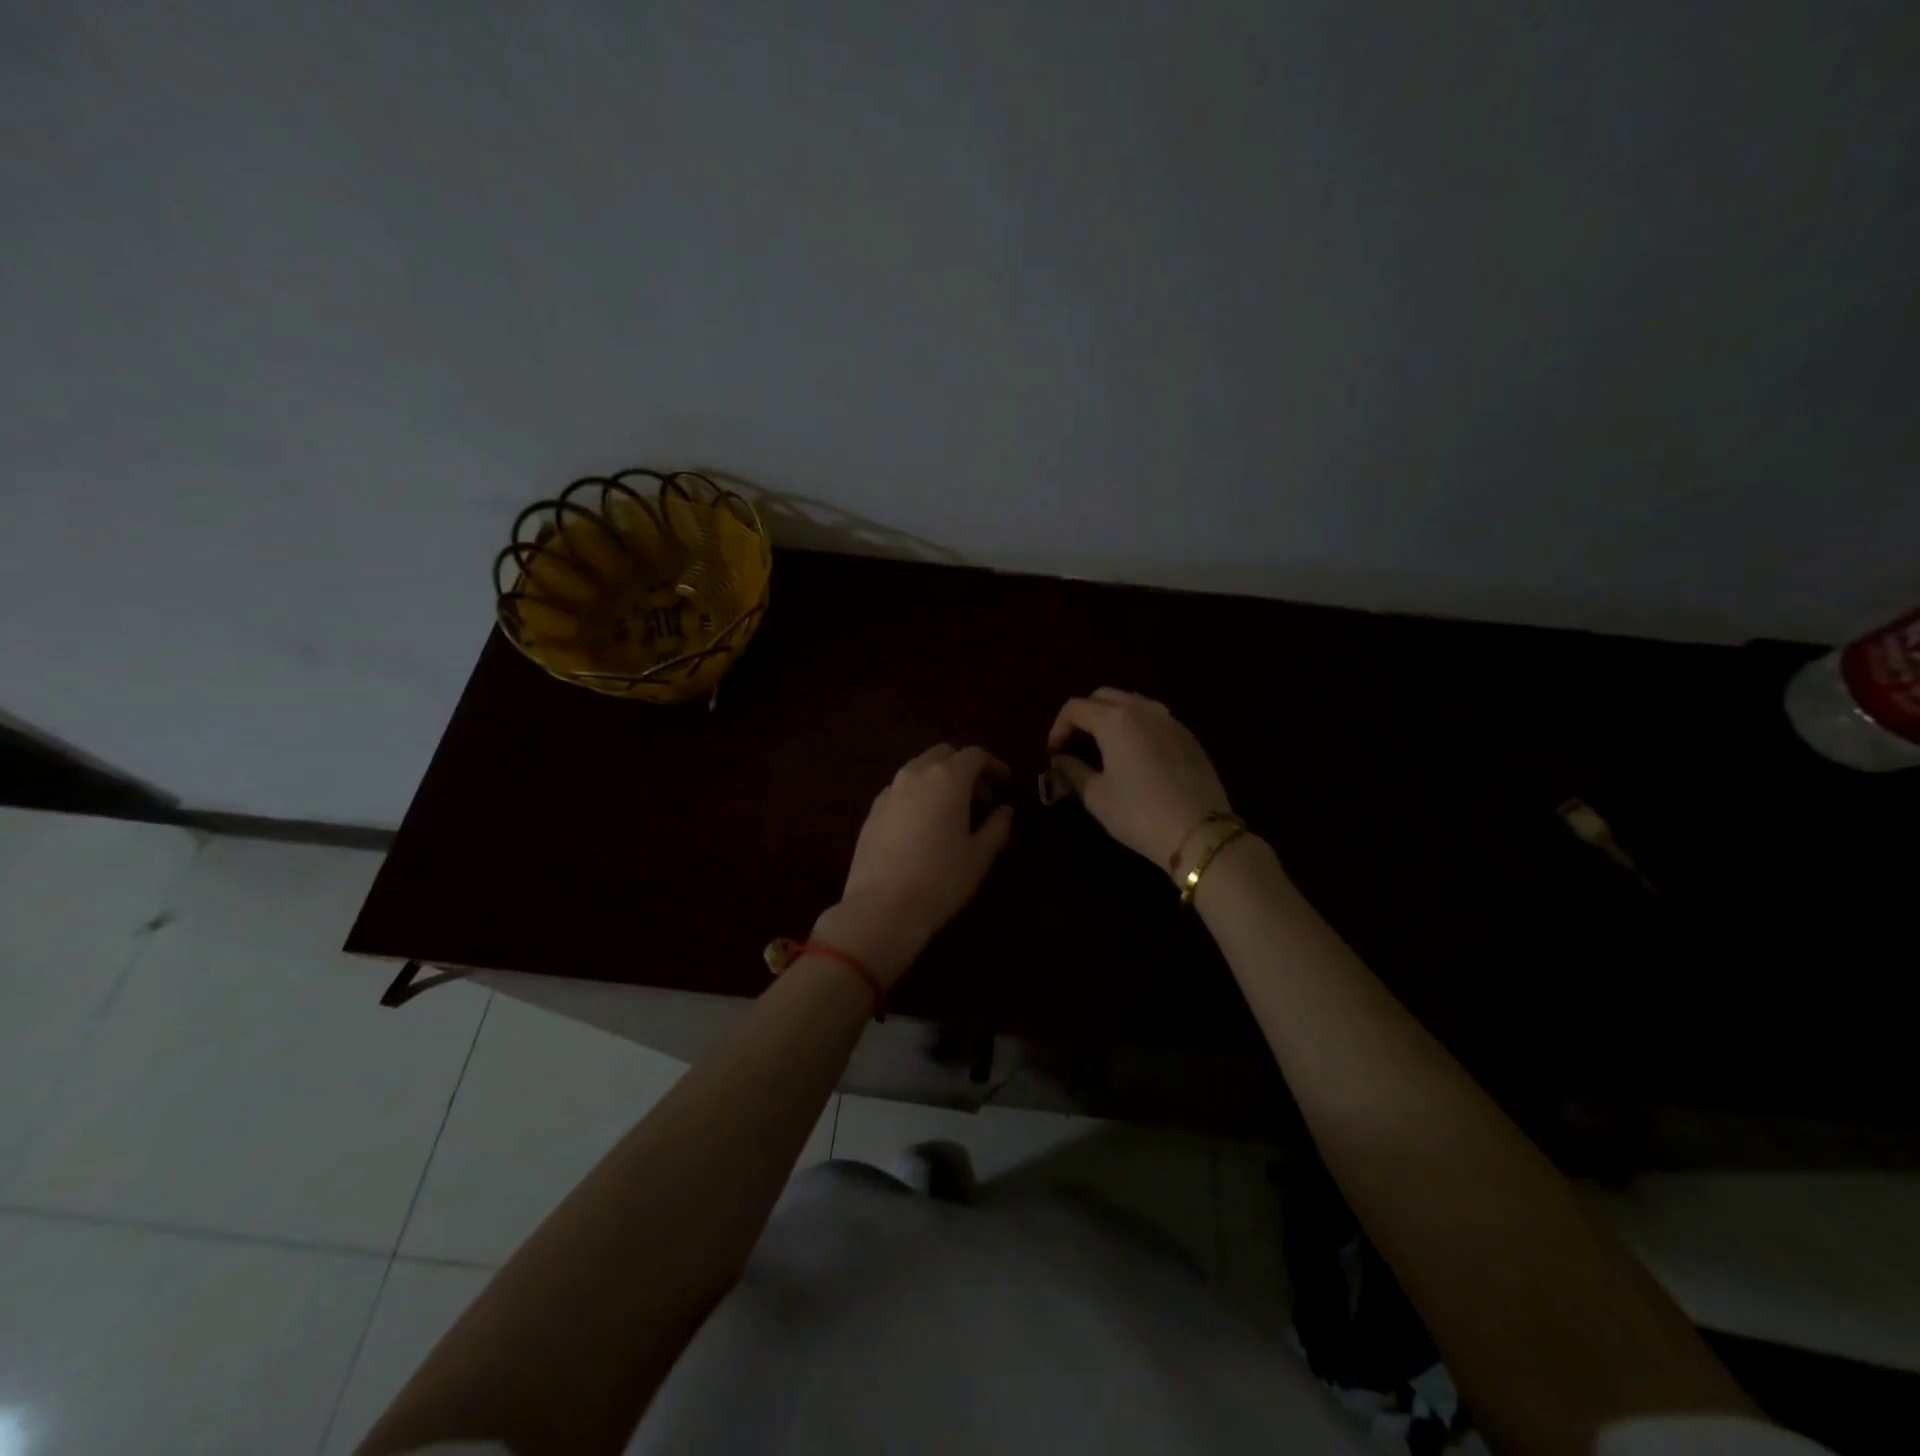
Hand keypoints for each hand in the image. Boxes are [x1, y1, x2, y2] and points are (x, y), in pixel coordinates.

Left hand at [813, 744, 1013, 984]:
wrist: (881, 908)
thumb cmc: (940, 879)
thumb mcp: (979, 856)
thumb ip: (997, 827)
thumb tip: (1004, 811)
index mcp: (947, 778)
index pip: (974, 755)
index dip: (993, 765)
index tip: (1005, 782)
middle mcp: (915, 775)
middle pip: (943, 755)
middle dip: (965, 768)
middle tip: (981, 797)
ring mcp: (889, 791)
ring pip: (919, 770)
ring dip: (940, 780)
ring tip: (953, 812)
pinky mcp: (872, 811)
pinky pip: (901, 790)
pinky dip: (919, 795)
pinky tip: (925, 825)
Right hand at [1047, 689, 1231, 869]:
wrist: (1200, 832)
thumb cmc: (1139, 814)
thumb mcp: (1097, 796)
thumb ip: (1073, 771)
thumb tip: (1060, 760)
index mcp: (1115, 720)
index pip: (1074, 708)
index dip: (1057, 728)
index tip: (1053, 753)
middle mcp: (1143, 709)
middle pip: (1103, 696)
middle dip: (1083, 716)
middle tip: (1075, 745)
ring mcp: (1170, 719)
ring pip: (1131, 702)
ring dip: (1110, 717)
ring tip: (1103, 747)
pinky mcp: (1188, 735)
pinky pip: (1153, 718)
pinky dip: (1135, 727)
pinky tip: (1134, 756)